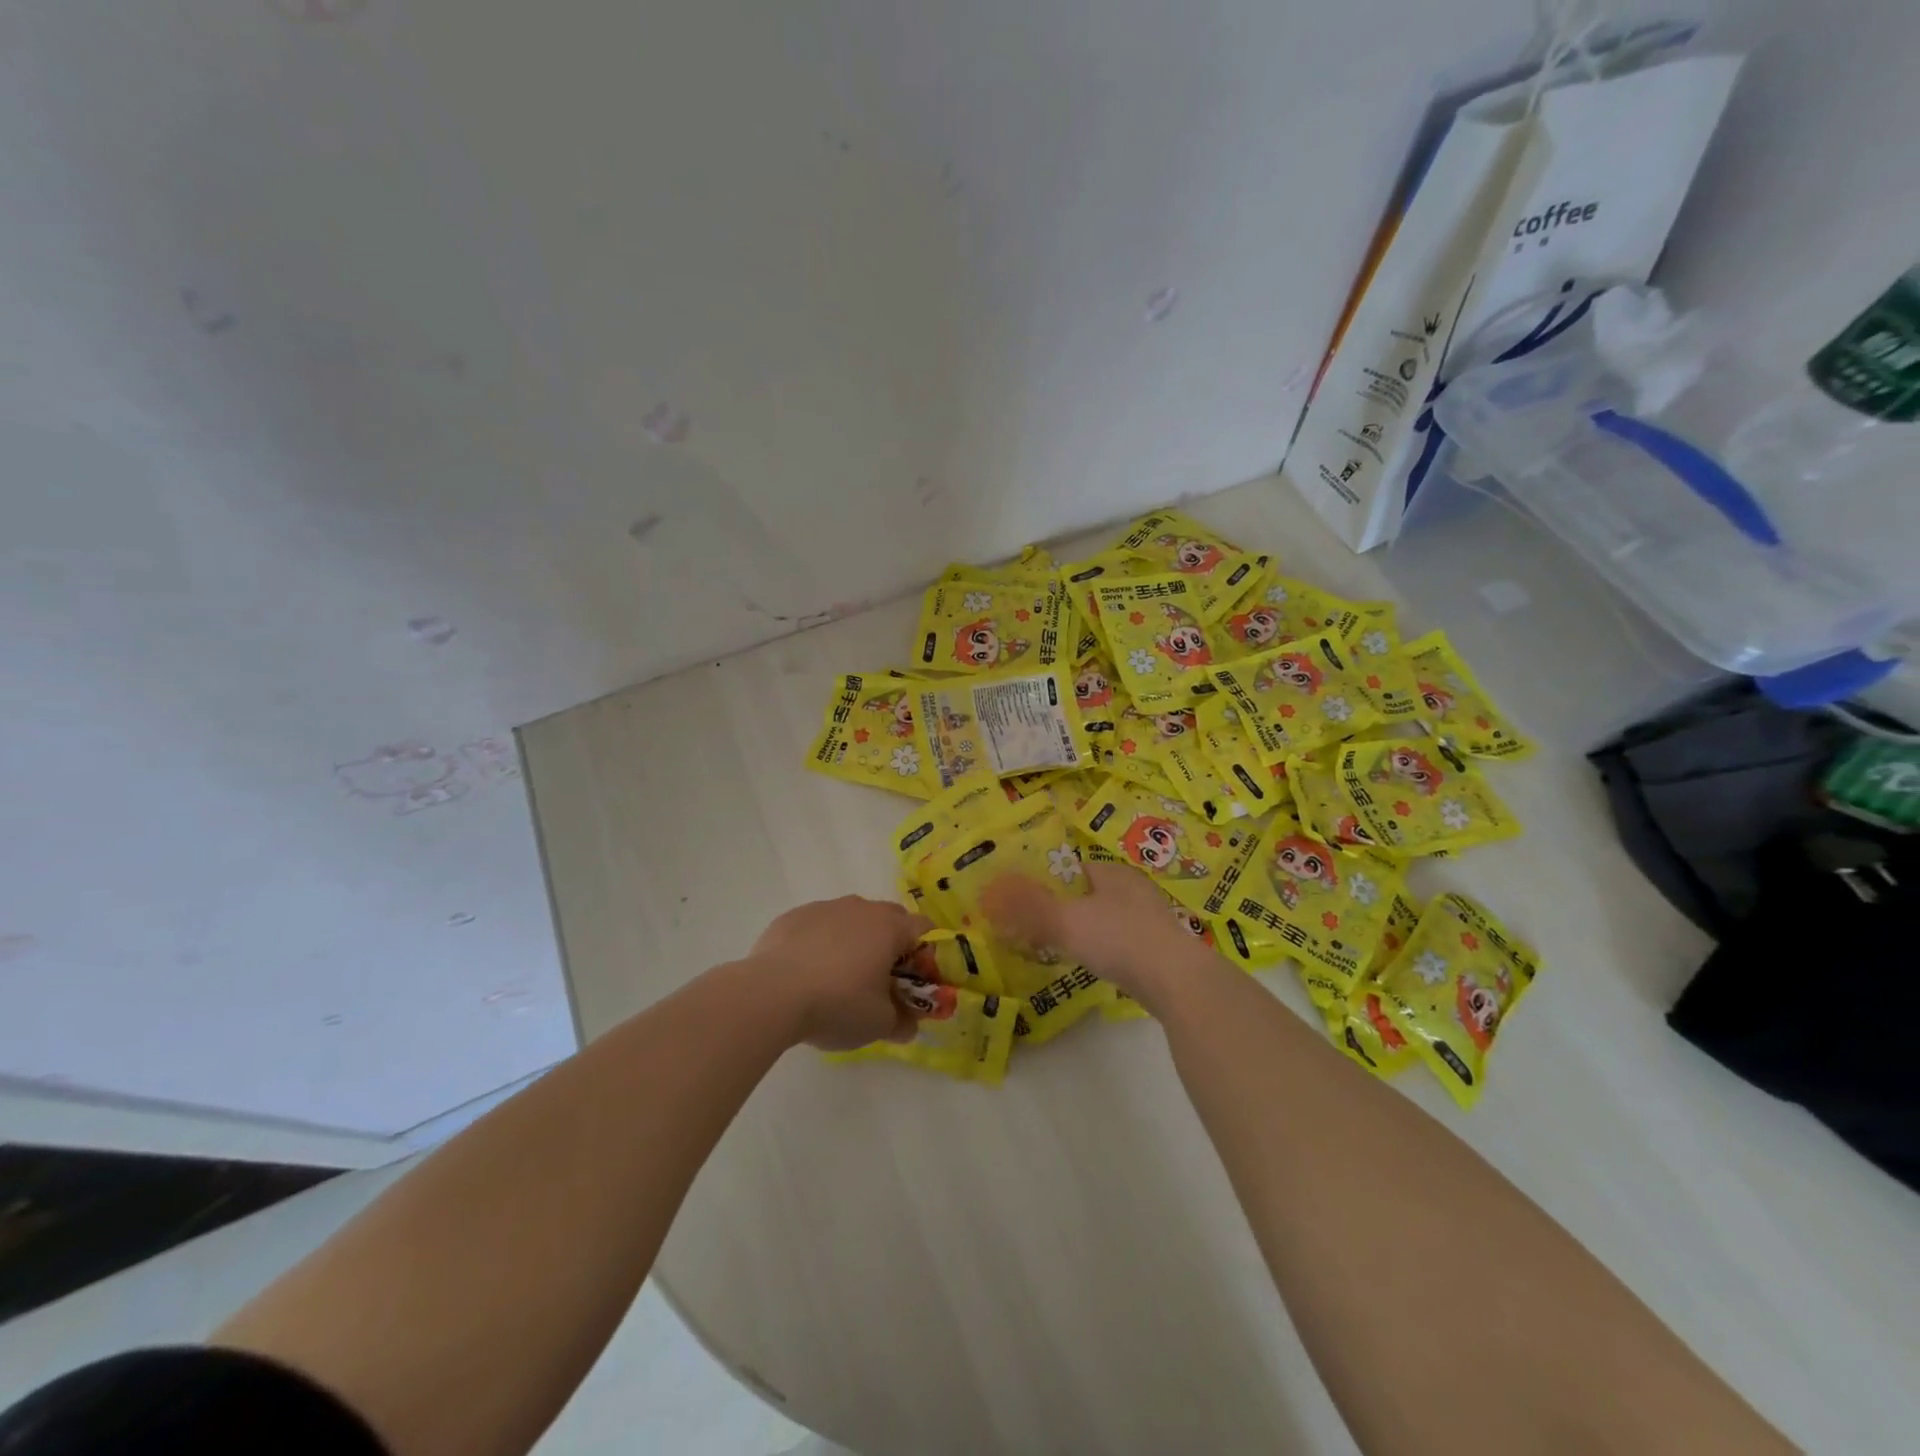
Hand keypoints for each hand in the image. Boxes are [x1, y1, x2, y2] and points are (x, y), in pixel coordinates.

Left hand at [747, 896, 932, 1050]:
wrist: (771, 993)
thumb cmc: (837, 1004)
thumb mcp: (878, 1024)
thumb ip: (901, 1022)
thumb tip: (908, 1024)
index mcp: (889, 927)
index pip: (923, 929)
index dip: (925, 955)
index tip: (913, 981)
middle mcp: (861, 908)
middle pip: (888, 918)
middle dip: (889, 944)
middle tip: (878, 980)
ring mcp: (824, 908)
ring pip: (850, 919)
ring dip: (853, 941)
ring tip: (836, 978)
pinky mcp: (793, 916)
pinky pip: (817, 926)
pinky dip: (819, 943)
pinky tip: (804, 973)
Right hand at [982, 862, 1210, 1009]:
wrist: (1178, 982)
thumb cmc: (1119, 939)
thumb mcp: (1066, 921)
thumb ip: (1027, 907)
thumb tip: (988, 894)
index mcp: (1111, 871)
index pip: (1067, 867)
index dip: (1041, 880)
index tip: (1019, 899)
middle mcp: (1132, 887)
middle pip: (1084, 892)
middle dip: (1059, 906)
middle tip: (1031, 926)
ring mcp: (1148, 917)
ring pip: (1102, 916)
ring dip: (1080, 928)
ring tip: (1055, 946)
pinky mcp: (1157, 946)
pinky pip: (1117, 939)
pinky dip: (1100, 947)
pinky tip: (1090, 963)